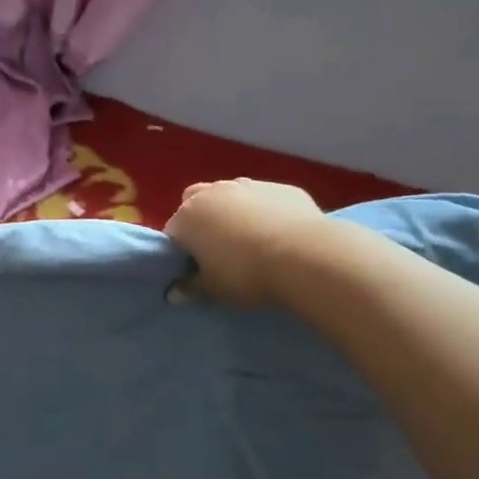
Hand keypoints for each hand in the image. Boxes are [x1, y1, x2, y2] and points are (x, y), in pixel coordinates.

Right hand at [163, 178, 325, 306]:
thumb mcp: (214, 289)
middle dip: (202, 221)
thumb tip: (173, 293)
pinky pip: (265, 198)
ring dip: (234, 212)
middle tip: (219, 250)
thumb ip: (191, 288)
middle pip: (196, 202)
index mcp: (189, 216)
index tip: (196, 269)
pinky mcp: (281, 187)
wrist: (306, 255)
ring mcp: (248, 185)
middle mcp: (213, 192)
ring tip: (253, 241)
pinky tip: (281, 234)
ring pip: (231, 195)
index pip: (173, 232)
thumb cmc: (247, 273)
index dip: (182, 251)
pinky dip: (266, 211)